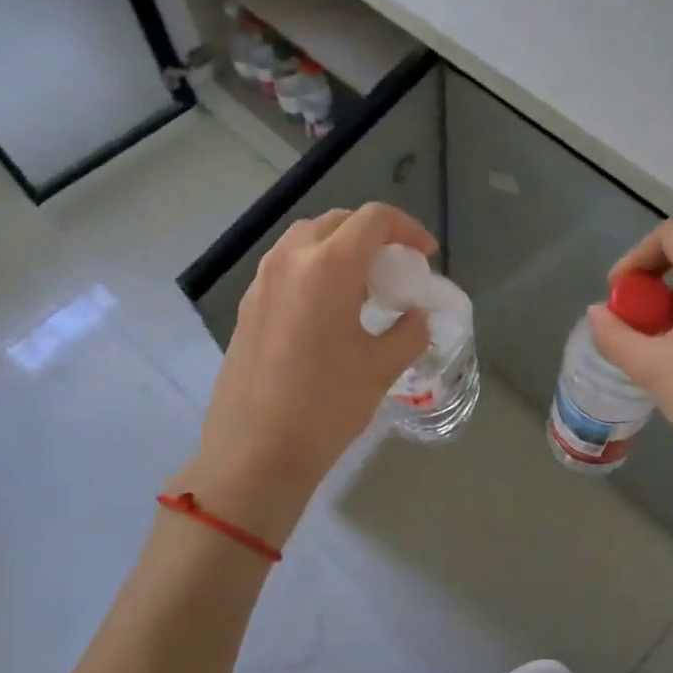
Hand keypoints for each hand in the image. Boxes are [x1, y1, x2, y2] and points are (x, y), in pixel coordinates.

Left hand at [174, 203, 434, 548]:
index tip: (425, 255)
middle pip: (338, 222)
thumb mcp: (382, 367)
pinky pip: (286, 266)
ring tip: (363, 287)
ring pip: (307, 239)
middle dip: (373, 236)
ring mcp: (262, 281)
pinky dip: (314, 269)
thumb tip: (417, 314)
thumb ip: (410, 330)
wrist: (254, 453)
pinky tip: (328, 310)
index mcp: (328, 266)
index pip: (373, 219)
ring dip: (340, 249)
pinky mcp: (247, 305)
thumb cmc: (326, 406)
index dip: (407, 229)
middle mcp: (290, 260)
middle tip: (395, 270)